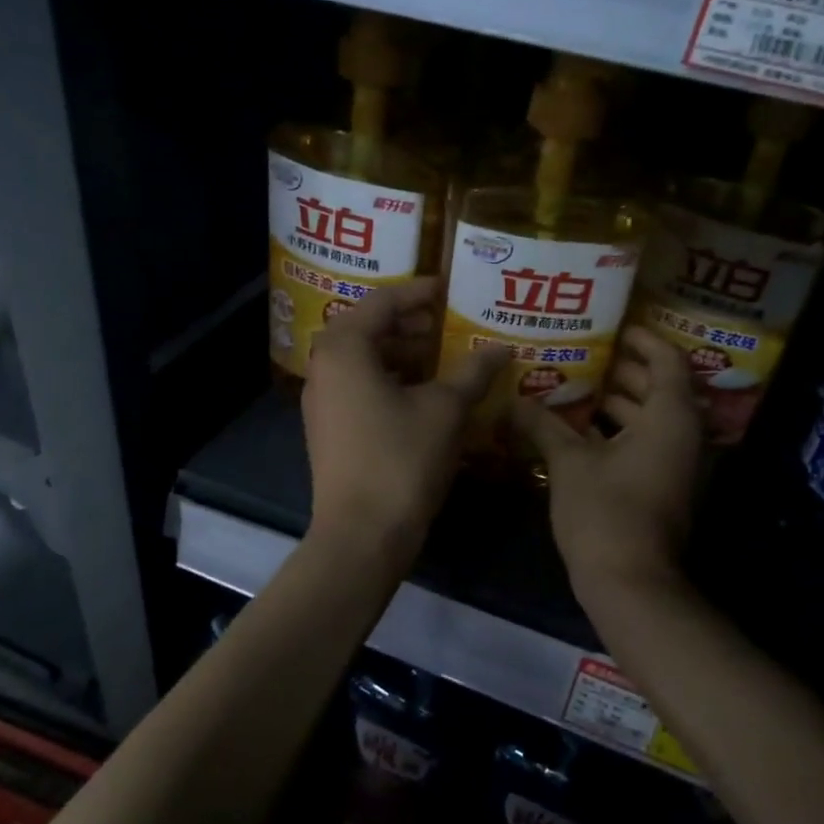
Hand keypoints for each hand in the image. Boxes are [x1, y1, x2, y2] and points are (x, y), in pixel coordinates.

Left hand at [302, 280, 507, 564]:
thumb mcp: (445, 410)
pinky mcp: (329, 429)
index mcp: (345, 349)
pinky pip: (361, 388)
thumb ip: (473, 372)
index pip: (382, 302)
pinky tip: (426, 395)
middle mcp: (324, 367)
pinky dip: (392, 382)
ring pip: (365, 361)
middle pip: (369, 329)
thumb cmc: (402, 459)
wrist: (362, 534)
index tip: (451, 290)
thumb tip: (501, 348)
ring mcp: (322, 401)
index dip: (420, 293)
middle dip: (411, 325)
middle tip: (451, 323)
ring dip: (404, 355)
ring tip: (445, 358)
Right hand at [515, 327, 702, 601]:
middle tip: (585, 353)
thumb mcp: (568, 462)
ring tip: (576, 386)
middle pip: (659, 388)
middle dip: (624, 370)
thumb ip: (542, 425)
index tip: (615, 328)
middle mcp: (681, 436)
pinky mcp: (660, 487)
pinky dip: (617, 431)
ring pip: (650, 419)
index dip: (644, 340)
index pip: (668, 361)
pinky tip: (578, 430)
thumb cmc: (605, 512)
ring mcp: (674, 465)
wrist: (630, 582)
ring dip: (619, 403)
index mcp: (669, 418)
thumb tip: (511, 401)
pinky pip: (643, 444)